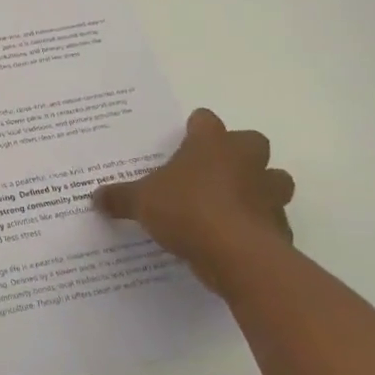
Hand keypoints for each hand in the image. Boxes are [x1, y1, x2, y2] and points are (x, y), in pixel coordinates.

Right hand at [94, 109, 294, 292]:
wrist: (236, 254)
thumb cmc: (186, 210)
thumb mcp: (141, 202)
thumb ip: (120, 197)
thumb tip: (95, 197)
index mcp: (211, 144)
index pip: (206, 120)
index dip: (196, 128)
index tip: (184, 140)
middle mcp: (245, 160)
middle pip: (251, 142)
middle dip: (238, 154)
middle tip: (213, 171)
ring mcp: (268, 192)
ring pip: (274, 179)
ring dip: (259, 188)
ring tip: (233, 204)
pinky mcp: (280, 226)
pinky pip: (271, 219)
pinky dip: (259, 226)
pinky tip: (237, 238)